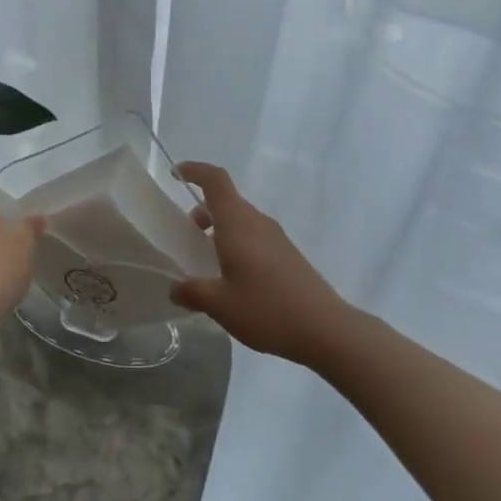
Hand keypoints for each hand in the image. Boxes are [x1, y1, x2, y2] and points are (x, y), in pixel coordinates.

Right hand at [172, 163, 350, 365]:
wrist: (326, 329)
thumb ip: (192, 292)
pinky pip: (254, 236)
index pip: (215, 180)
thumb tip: (174, 289)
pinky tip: (232, 278)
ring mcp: (275, 237)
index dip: (194, 171)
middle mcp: (257, 222)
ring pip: (240, 220)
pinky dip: (236, 244)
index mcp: (237, 223)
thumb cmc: (267, 309)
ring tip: (205, 261)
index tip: (175, 173)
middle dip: (202, 211)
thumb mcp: (220, 305)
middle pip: (226, 201)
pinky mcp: (287, 254)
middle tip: (185, 235)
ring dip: (219, 230)